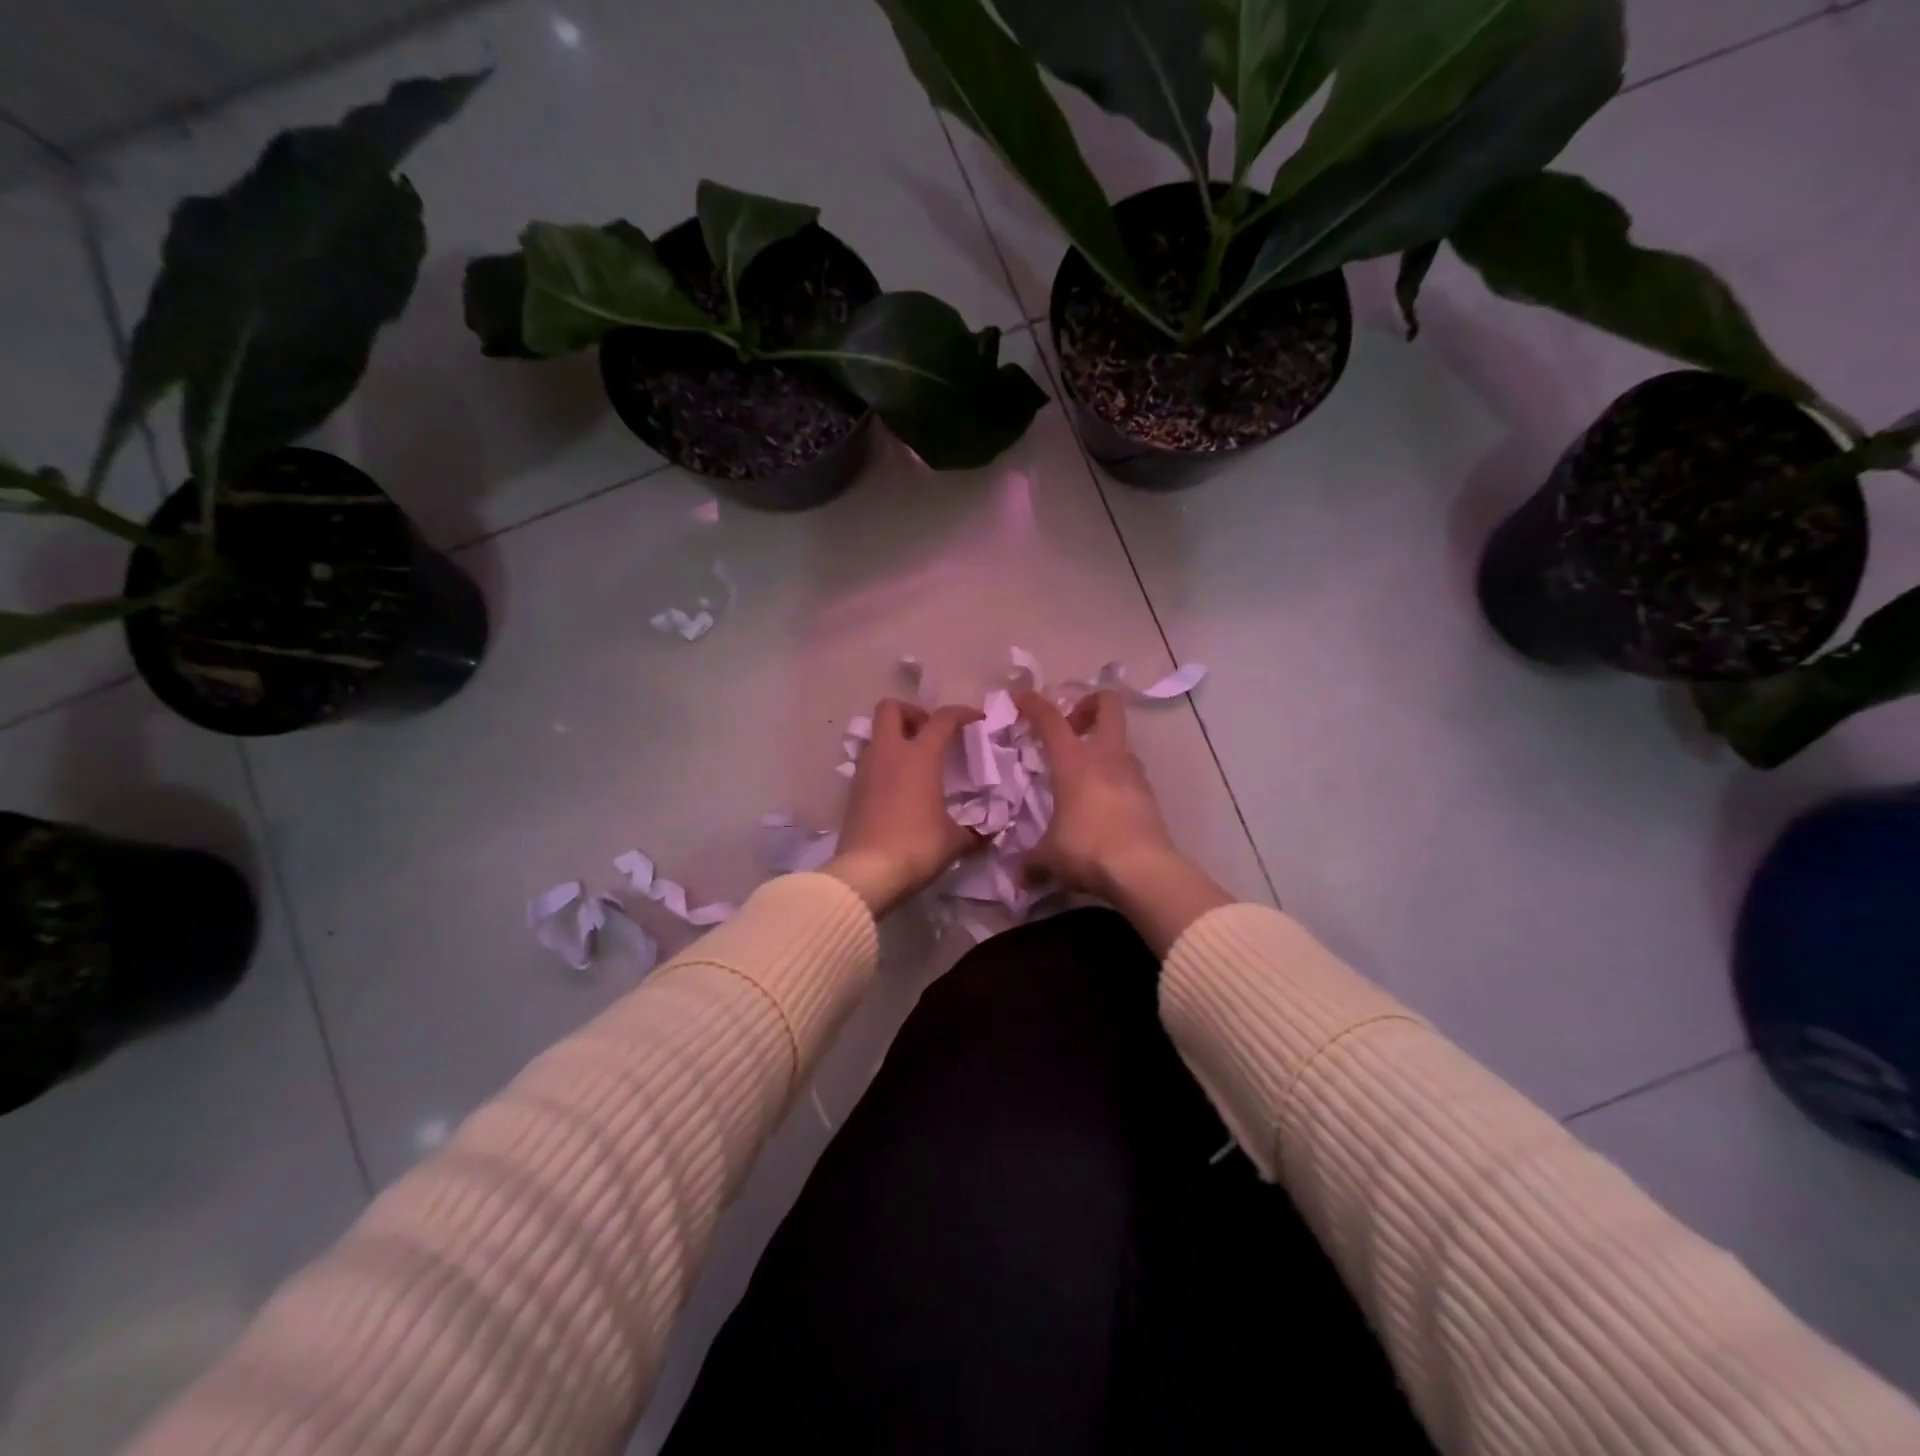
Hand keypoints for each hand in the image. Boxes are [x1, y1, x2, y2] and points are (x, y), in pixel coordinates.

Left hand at [825, 699, 981, 916]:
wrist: (866, 873)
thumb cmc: (917, 846)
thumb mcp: (954, 841)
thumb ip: (973, 832)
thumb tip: (987, 836)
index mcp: (919, 756)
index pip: (942, 719)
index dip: (961, 713)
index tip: (976, 718)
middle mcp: (889, 753)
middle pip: (891, 708)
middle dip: (912, 713)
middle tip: (929, 733)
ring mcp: (865, 770)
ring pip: (876, 734)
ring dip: (895, 738)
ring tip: (914, 761)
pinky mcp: (852, 790)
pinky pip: (868, 761)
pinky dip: (884, 763)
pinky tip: (898, 786)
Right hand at [1016, 689, 1230, 953]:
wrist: (1143, 869)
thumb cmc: (1087, 849)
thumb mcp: (1049, 857)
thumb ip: (1031, 861)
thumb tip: (1019, 875)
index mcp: (1074, 761)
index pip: (1050, 718)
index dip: (1033, 703)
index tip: (1019, 697)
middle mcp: (1106, 757)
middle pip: (1107, 706)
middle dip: (1088, 705)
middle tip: (1071, 726)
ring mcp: (1132, 773)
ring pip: (1120, 741)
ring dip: (1102, 746)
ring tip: (1083, 773)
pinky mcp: (1149, 794)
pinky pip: (1129, 771)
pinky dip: (1114, 776)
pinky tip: (1101, 802)